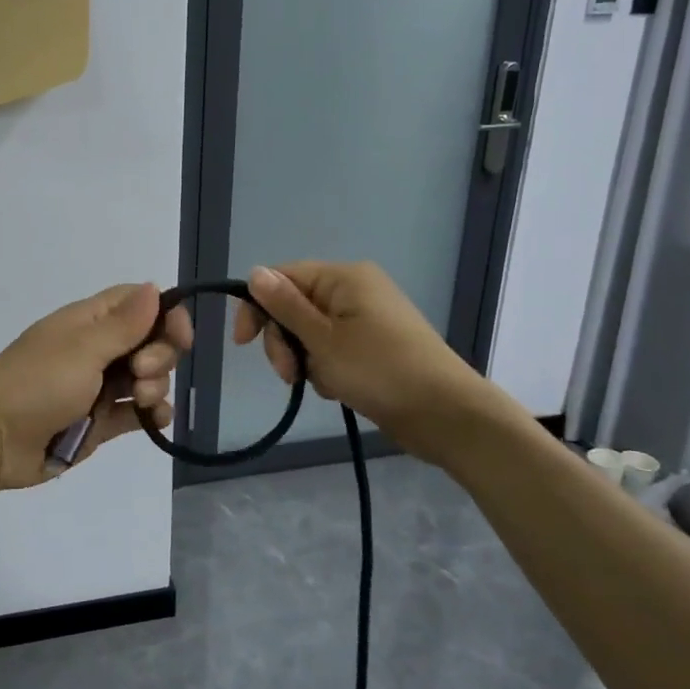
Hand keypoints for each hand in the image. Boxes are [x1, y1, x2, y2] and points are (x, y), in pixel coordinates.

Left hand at [0, 283, 193, 491]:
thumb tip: (154, 287)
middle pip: (151, 341)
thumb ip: (124, 324)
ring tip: (139, 400)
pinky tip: (156, 419)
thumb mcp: (83, 349)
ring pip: (148, 377)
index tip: (181, 336)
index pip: (139, 303)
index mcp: (90, 321)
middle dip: (159, 355)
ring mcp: (99, 386)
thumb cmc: (35, 384)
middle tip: (140, 371)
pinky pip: (138, 411)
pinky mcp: (100, 421)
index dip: (166, 314)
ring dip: (156, 385)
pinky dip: (153, 413)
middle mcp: (98, 349)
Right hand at [233, 262, 484, 440]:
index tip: (243, 344)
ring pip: (311, 333)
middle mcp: (355, 291)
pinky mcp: (374, 346)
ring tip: (322, 384)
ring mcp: (366, 319)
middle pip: (295, 306)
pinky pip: (333, 350)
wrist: (446, 414)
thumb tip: (254, 273)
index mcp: (344, 278)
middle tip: (289, 374)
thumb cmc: (380, 370)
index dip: (257, 307)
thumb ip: (285, 306)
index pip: (282, 277)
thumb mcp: (323, 340)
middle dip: (285, 341)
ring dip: (306, 359)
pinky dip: (327, 368)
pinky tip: (338, 389)